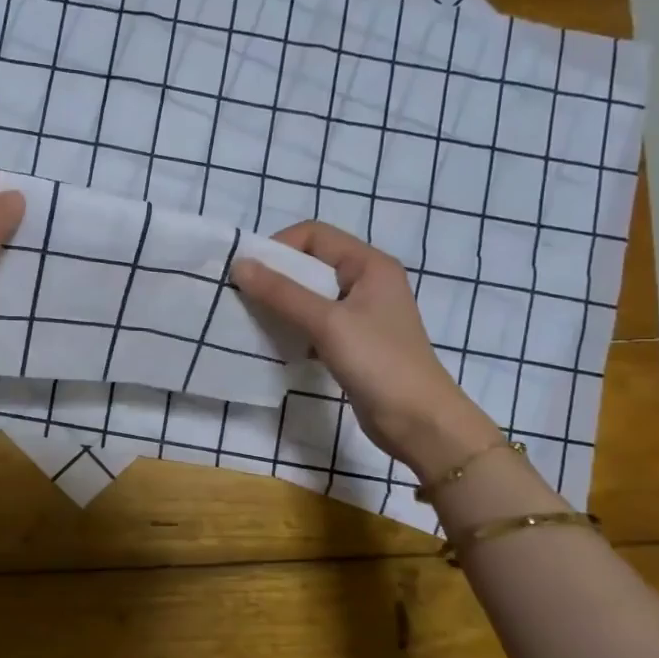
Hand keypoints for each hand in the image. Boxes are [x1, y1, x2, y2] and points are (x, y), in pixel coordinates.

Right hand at [231, 221, 499, 475]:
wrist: (419, 422)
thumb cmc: (379, 363)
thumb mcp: (327, 323)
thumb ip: (282, 293)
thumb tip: (239, 265)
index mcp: (368, 264)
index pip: (314, 235)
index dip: (279, 248)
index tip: (248, 273)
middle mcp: (366, 282)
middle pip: (310, 264)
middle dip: (275, 277)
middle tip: (243, 298)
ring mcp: (360, 315)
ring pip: (310, 296)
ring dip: (281, 305)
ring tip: (253, 321)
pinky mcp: (353, 343)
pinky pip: (315, 324)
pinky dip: (293, 329)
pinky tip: (275, 344)